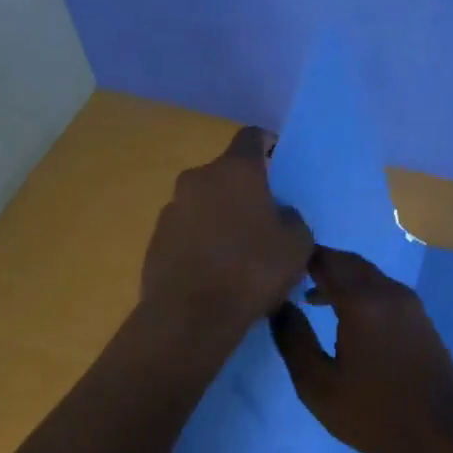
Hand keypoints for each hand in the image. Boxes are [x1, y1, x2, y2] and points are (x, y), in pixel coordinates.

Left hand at [141, 127, 313, 336]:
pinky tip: (216, 271)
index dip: (269, 146)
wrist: (191, 316)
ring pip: (205, 202)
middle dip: (246, 190)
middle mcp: (198, 178)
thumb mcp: (297, 245)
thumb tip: (280, 215)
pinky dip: (202, 241)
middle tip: (266, 219)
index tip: (282, 168)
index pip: (253, 137)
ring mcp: (172, 208)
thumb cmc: (252, 270)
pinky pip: (187, 230)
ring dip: (222, 216)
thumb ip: (292, 219)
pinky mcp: (156, 239)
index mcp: (235, 170)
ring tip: (240, 251)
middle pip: (227, 173)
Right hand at [269, 247, 452, 452]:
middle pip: (349, 262)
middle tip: (291, 278)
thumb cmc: (374, 413)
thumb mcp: (319, 385)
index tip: (277, 265)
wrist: (441, 435)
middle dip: (321, 264)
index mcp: (362, 301)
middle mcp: (388, 291)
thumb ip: (294, 341)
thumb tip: (280, 307)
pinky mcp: (421, 318)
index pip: (326, 261)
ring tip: (314, 298)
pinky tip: (349, 317)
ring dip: (342, 278)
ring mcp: (409, 303)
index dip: (301, 257)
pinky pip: (384, 289)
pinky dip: (361, 291)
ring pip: (369, 275)